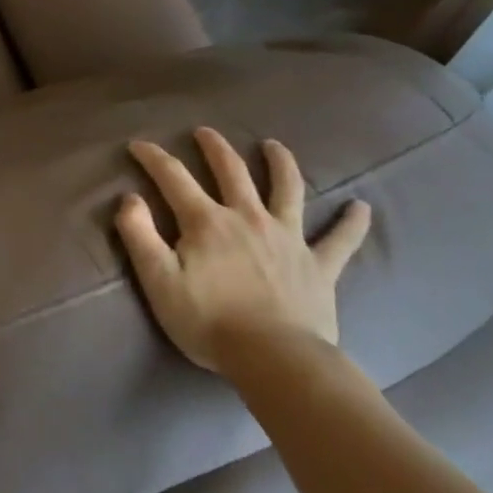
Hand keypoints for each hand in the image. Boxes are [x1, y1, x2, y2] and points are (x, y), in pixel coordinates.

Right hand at [115, 128, 371, 371]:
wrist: (276, 360)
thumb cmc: (209, 322)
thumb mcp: (158, 281)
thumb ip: (139, 234)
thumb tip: (129, 198)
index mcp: (207, 222)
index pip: (173, 177)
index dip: (153, 157)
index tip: (138, 144)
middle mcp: (248, 218)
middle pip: (231, 171)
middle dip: (215, 148)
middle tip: (204, 132)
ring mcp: (288, 238)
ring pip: (286, 189)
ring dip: (280, 163)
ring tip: (273, 146)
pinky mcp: (319, 265)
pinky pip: (340, 240)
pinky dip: (352, 222)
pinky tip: (362, 206)